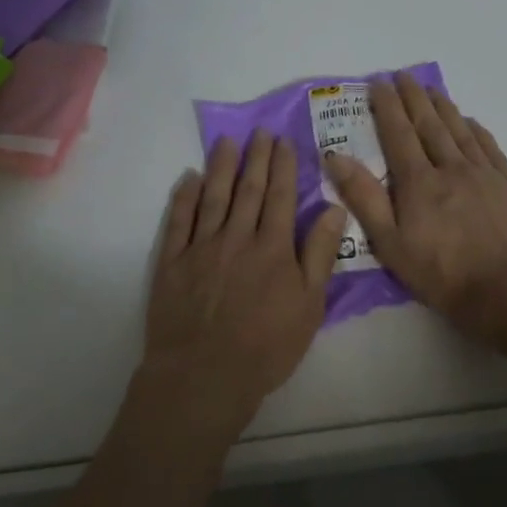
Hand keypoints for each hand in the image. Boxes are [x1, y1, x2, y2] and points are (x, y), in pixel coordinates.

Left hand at [138, 129, 346, 440]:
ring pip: (213, 196)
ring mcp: (201, 247)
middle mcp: (237, 237)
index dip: (283, 167)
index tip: (283, 141)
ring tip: (226, 141)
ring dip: (221, 166)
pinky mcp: (172, 261)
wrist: (205, 374)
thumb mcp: (309, 307)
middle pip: (248, 189)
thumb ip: (319, 255)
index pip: (280, 196)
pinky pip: (179, 220)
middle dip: (256, 158)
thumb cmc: (266, 347)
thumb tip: (334, 208)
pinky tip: (189, 178)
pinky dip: (184, 196)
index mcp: (273, 248)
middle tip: (259, 132)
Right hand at [325, 73, 506, 339]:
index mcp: (418, 183)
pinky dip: (475, 129)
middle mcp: (451, 168)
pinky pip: (489, 146)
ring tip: (431, 89)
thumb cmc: (445, 274)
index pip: (398, 134)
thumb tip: (336, 156)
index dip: (387, 106)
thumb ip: (364, 198)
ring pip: (459, 130)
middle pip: (428, 125)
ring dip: (443, 107)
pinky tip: (470, 122)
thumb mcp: (391, 244)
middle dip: (413, 98)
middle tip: (402, 75)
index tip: (378, 83)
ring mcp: (484, 174)